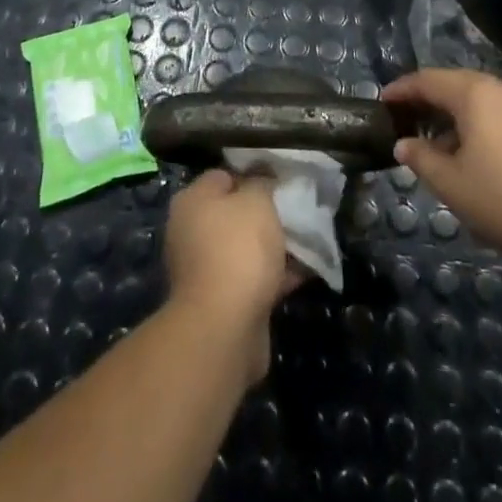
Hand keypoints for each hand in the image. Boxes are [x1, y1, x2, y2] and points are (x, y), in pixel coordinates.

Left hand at [162, 169, 298, 385]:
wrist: (224, 326)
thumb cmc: (238, 249)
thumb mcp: (257, 201)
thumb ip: (262, 183)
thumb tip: (262, 181)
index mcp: (192, 201)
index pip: (224, 176)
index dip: (255, 175)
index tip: (282, 181)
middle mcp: (192, 232)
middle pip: (236, 213)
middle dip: (267, 213)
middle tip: (298, 210)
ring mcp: (206, 268)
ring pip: (247, 247)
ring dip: (275, 245)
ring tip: (309, 239)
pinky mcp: (222, 300)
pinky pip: (254, 278)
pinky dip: (277, 274)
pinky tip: (307, 269)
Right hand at [383, 68, 501, 268]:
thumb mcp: (454, 186)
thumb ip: (423, 160)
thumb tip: (405, 144)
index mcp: (475, 94)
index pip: (428, 80)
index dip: (402, 89)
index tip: (382, 101)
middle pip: (456, 85)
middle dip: (428, 101)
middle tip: (405, 120)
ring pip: (481, 102)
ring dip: (455, 118)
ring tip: (438, 147)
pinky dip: (480, 128)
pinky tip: (477, 159)